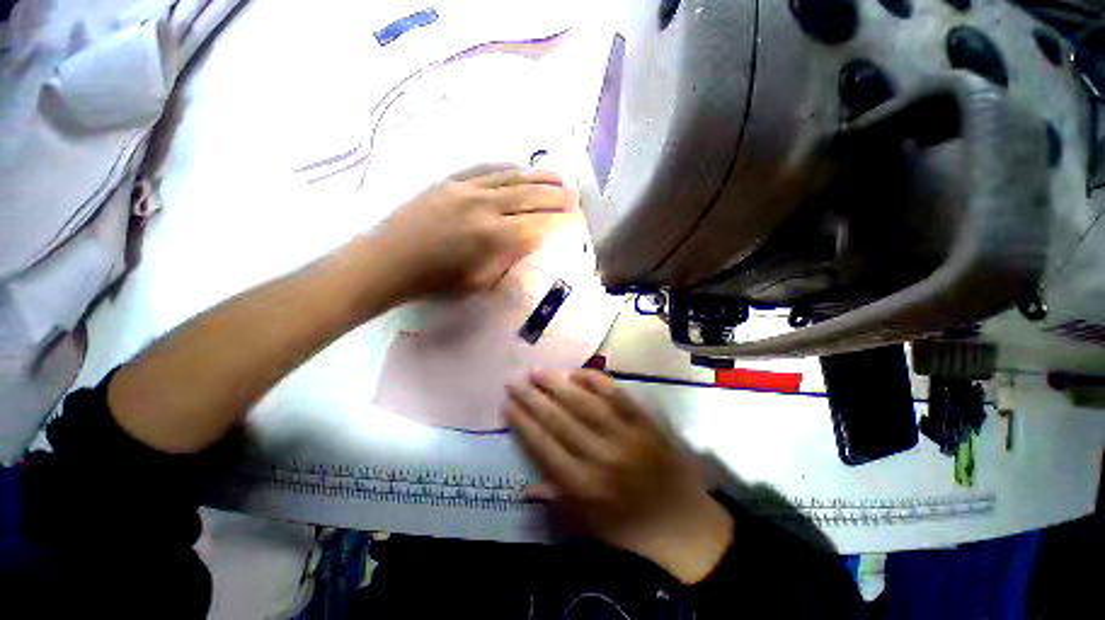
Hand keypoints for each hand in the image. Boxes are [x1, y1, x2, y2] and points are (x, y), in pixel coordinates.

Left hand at [366, 164, 576, 301]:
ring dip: (539, 177)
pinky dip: (508, 167)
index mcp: (494, 236)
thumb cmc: (436, 282)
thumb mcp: (480, 282)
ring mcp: (466, 188)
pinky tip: (520, 167)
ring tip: (558, 178)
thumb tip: (528, 243)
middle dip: (558, 196)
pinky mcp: (450, 181)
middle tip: (576, 197)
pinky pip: (486, 168)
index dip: (561, 222)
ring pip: (512, 177)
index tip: (577, 221)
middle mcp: (485, 206)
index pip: (539, 224)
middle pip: (531, 196)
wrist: (388, 261)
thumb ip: (508, 260)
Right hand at [506, 370, 733, 583]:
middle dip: (533, 398)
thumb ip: (555, 500)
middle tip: (515, 381)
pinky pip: (617, 395)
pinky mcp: (643, 421)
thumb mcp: (588, 524)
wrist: (683, 521)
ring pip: (584, 402)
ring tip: (538, 372)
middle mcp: (601, 456)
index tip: (507, 404)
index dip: (523, 423)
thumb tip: (522, 485)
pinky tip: (578, 372)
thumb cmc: (631, 526)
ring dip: (558, 384)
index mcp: (584, 485)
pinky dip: (596, 381)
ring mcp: (625, 434)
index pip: (544, 446)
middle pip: (559, 420)